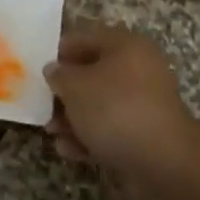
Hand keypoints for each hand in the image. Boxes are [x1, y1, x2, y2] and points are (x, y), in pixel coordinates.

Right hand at [43, 24, 199, 195]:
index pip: (85, 38)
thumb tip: (54, 69)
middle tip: (42, 105)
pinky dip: (90, 136)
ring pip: (100, 104)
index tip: (37, 69)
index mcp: (125, 45)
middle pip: (92, 73)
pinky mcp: (145, 133)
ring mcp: (144, 102)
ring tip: (52, 133)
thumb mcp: (75, 87)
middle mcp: (138, 68)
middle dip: (65, 92)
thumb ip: (59, 75)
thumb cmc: (114, 109)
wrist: (163, 160)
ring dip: (73, 118)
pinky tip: (70, 150)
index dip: (58, 52)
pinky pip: (111, 128)